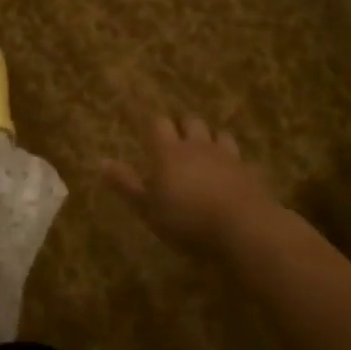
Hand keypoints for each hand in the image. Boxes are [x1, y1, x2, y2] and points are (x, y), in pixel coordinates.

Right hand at [99, 115, 272, 252]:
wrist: (244, 228)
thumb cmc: (187, 219)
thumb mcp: (148, 208)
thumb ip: (125, 184)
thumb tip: (101, 161)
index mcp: (169, 151)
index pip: (159, 124)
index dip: (154, 126)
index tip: (149, 132)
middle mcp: (197, 145)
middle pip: (190, 121)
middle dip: (183, 126)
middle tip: (176, 139)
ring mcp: (226, 156)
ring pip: (217, 134)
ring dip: (210, 138)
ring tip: (205, 150)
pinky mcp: (249, 171)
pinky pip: (239, 157)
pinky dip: (232, 160)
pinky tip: (231, 171)